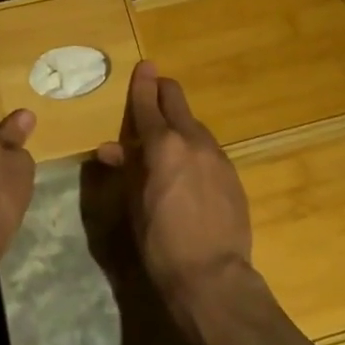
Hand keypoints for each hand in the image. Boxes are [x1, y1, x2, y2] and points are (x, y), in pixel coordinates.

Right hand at [95, 61, 254, 337]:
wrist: (214, 279)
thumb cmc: (161, 244)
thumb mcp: (134, 206)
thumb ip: (126, 170)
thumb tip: (111, 149)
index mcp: (162, 145)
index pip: (148, 102)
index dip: (143, 83)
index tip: (145, 65)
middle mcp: (192, 140)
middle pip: (177, 101)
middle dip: (163, 93)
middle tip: (153, 94)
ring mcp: (217, 156)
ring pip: (194, 124)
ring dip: (179, 124)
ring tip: (168, 143)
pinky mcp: (233, 175)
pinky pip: (209, 149)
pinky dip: (195, 148)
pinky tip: (190, 169)